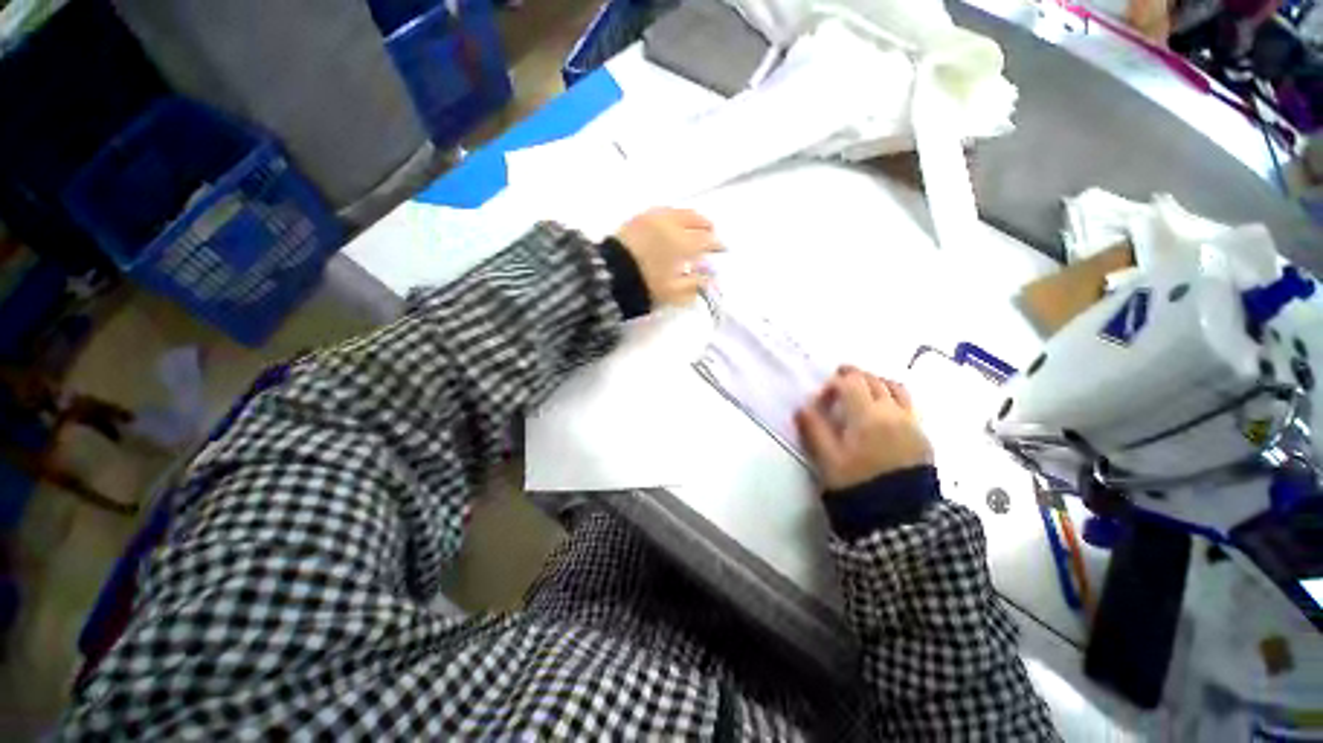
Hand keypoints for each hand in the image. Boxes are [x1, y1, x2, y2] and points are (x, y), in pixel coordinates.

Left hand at [614, 208, 721, 306]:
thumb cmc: (645, 285)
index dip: (717, 244)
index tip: (722, 249)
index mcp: (683, 244)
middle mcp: (672, 225)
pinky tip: (671, 222)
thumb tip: (710, 278)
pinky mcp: (639, 217)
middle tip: (711, 233)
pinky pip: (662, 210)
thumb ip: (695, 285)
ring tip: (693, 226)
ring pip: (679, 211)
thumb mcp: (673, 293)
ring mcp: (654, 218)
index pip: (707, 240)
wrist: (609, 274)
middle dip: (706, 226)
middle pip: (695, 219)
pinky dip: (672, 215)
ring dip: (690, 218)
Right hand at [795, 366, 931, 490]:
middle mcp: (892, 411)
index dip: (832, 384)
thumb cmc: (858, 485)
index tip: (821, 400)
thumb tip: (802, 408)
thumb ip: (814, 429)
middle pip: (873, 380)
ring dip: (876, 382)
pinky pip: (908, 403)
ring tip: (863, 390)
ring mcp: (911, 422)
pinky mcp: (922, 435)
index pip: (850, 382)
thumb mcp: (828, 459)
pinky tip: (883, 411)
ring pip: (895, 387)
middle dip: (853, 376)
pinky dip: (893, 396)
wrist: (902, 517)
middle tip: (838, 382)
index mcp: (866, 415)